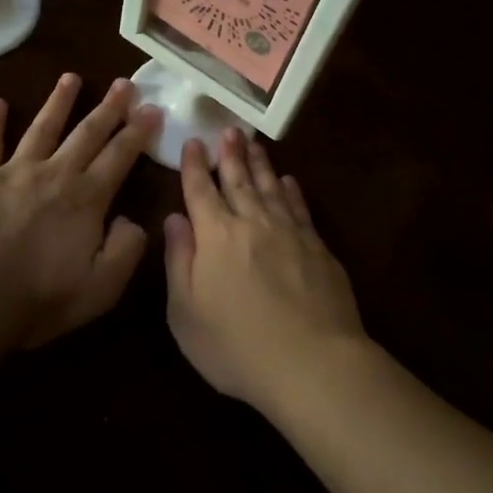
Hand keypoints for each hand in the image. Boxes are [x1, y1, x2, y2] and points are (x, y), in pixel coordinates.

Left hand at [0, 74, 161, 348]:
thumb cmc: (37, 300)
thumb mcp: (100, 289)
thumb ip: (125, 251)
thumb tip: (133, 220)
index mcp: (86, 198)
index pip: (120, 156)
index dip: (138, 131)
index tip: (152, 108)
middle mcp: (55, 174)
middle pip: (87, 133)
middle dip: (109, 107)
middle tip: (123, 83)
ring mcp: (13, 171)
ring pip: (42, 127)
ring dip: (59, 101)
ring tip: (71, 78)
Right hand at [163, 128, 365, 413]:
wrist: (312, 362)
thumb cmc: (236, 345)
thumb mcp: (186, 312)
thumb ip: (179, 260)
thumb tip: (174, 219)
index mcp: (215, 236)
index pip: (201, 190)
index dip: (195, 166)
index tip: (193, 142)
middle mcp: (252, 223)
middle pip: (238, 180)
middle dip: (230, 153)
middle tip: (228, 130)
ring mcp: (289, 232)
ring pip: (270, 187)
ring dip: (260, 164)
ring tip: (253, 144)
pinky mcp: (317, 247)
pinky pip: (300, 208)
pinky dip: (292, 191)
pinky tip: (289, 181)